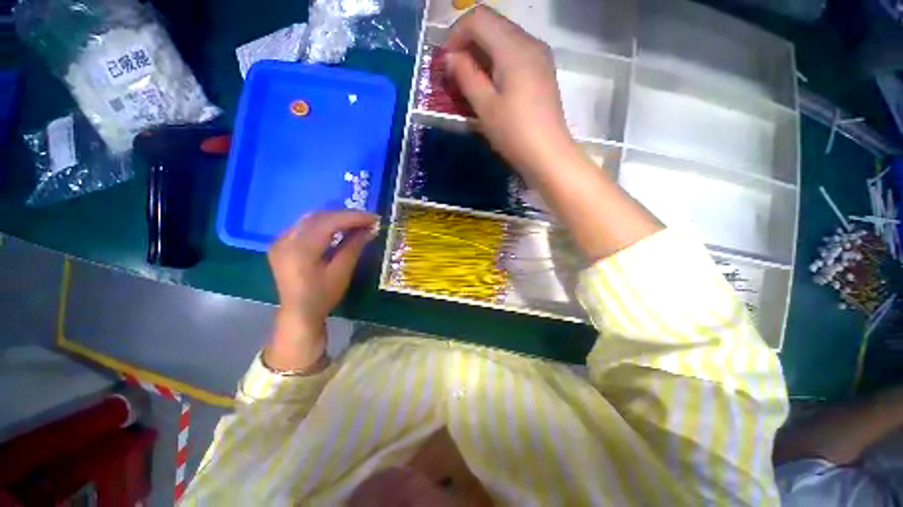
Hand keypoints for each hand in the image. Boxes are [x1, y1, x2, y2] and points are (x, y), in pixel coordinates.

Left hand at [265, 211, 378, 369]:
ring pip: (311, 219)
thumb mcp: (341, 271)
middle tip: (367, 219)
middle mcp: (286, 239)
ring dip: (335, 218)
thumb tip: (371, 229)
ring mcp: (280, 240)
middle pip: (319, 217)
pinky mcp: (281, 244)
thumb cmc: (322, 295)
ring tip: (356, 222)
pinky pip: (304, 226)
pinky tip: (337, 228)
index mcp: (301, 249)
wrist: (298, 312)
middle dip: (345, 216)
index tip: (374, 218)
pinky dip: (323, 224)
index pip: (329, 222)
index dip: (353, 217)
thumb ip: (354, 246)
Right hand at [444, 6, 579, 176]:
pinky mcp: (542, 71)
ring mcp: (539, 56)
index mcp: (514, 47)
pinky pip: (515, 54)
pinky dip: (497, 62)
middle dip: (468, 44)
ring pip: (503, 39)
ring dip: (482, 54)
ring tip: (470, 82)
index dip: (456, 34)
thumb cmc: (514, 133)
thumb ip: (466, 76)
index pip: (479, 18)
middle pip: (492, 25)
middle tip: (455, 73)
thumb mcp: (485, 106)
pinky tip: (491, 85)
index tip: (446, 63)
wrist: (548, 155)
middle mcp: (530, 42)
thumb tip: (450, 58)